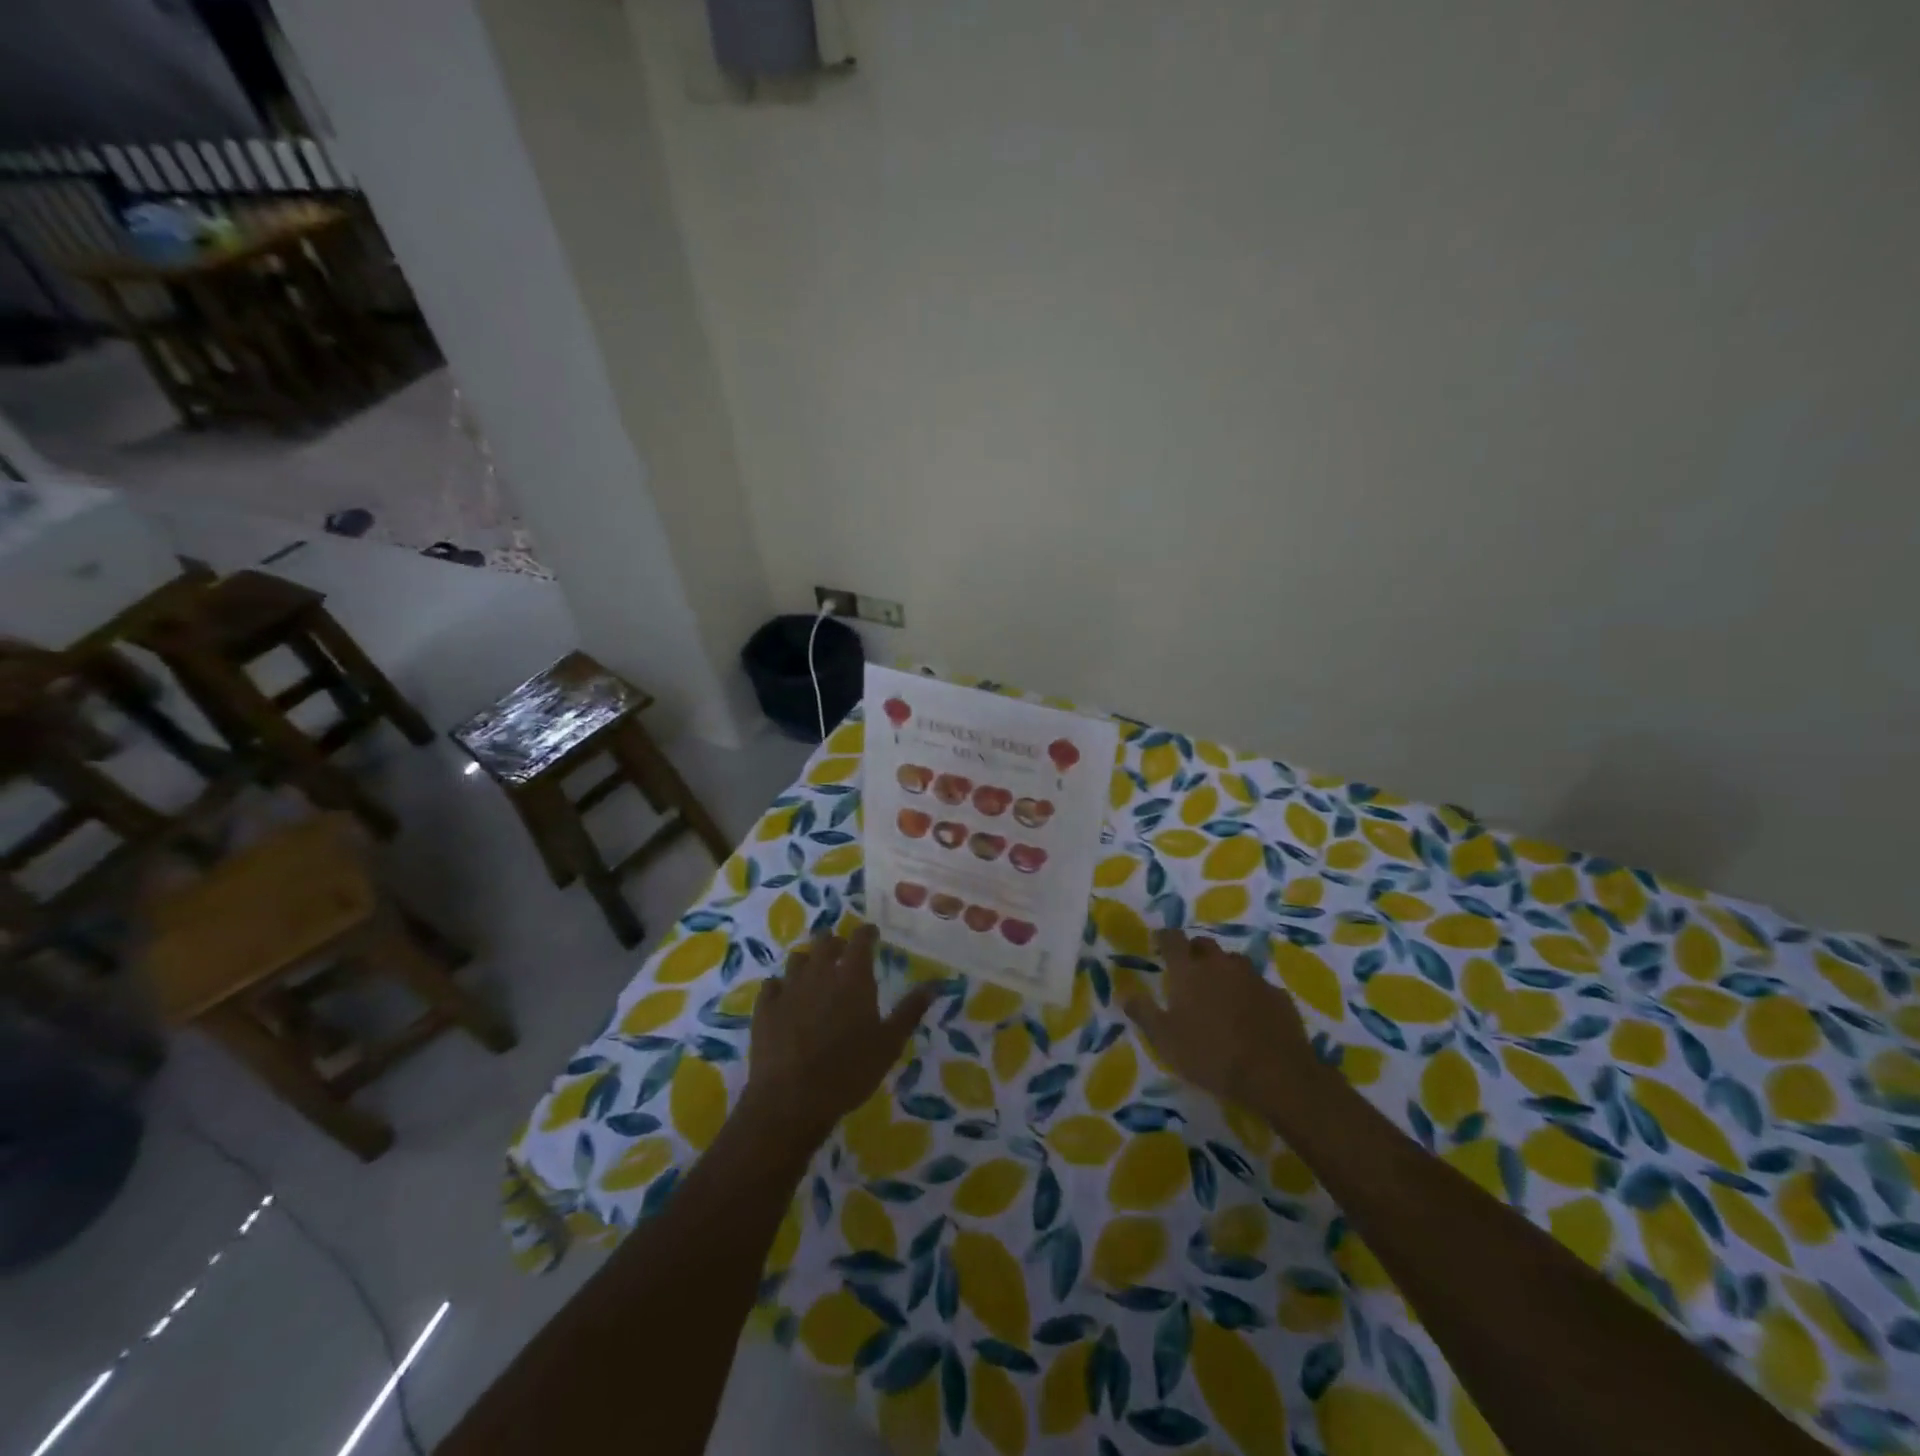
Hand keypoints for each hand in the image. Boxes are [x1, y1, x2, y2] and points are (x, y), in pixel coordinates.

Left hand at [743, 924, 936, 1147]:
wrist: (791, 1099)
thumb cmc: (849, 1071)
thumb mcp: (889, 1044)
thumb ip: (910, 1011)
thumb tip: (933, 986)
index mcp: (853, 977)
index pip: (861, 939)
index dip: (867, 933)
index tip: (872, 933)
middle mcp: (820, 973)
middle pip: (826, 942)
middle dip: (837, 942)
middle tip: (844, 952)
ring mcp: (789, 988)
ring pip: (798, 958)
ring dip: (809, 960)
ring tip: (815, 971)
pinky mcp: (765, 1007)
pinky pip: (772, 984)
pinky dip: (781, 985)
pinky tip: (785, 995)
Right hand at [1123, 930, 1323, 1115]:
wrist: (1276, 1075)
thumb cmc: (1211, 1056)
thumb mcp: (1165, 1041)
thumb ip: (1144, 1013)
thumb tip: (1124, 993)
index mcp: (1189, 971)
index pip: (1172, 939)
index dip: (1164, 937)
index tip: (1159, 942)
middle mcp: (1220, 965)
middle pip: (1204, 944)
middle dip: (1194, 951)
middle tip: (1189, 968)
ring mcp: (1253, 978)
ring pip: (1233, 962)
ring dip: (1223, 969)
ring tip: (1220, 990)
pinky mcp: (1278, 995)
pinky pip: (1258, 985)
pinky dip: (1249, 992)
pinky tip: (1250, 1013)